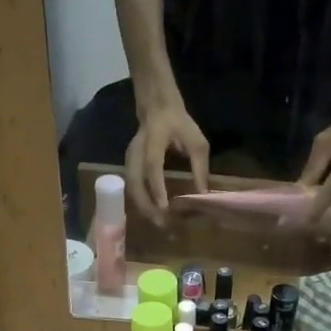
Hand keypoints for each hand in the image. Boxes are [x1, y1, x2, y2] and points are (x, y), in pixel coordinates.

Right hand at [125, 97, 208, 222]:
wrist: (157, 106)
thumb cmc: (180, 124)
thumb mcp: (197, 142)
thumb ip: (200, 168)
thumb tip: (202, 195)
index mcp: (153, 140)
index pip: (152, 165)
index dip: (156, 186)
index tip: (164, 206)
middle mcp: (136, 151)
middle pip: (134, 181)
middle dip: (145, 205)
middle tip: (161, 223)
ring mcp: (129, 158)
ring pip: (130, 187)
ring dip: (142, 207)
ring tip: (157, 223)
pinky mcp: (128, 165)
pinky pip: (131, 187)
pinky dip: (141, 202)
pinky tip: (152, 213)